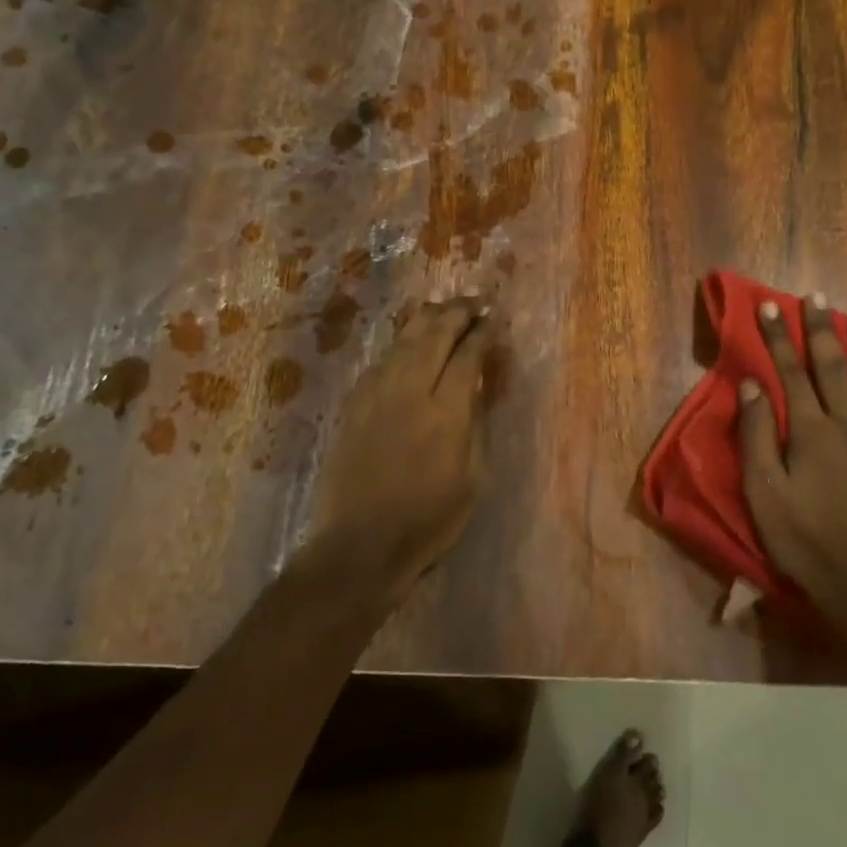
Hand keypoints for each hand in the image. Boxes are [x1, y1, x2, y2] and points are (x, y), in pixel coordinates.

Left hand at [306, 293, 494, 595]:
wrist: (359, 545)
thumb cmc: (429, 521)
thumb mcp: (472, 478)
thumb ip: (475, 426)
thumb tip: (476, 389)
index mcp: (446, 411)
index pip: (467, 355)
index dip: (483, 333)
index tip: (493, 319)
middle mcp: (410, 391)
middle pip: (434, 335)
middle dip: (456, 312)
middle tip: (472, 301)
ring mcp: (376, 395)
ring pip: (403, 341)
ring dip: (426, 320)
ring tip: (442, 310)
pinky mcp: (353, 406)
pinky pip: (380, 361)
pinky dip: (399, 344)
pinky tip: (407, 343)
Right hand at [736, 292, 846, 632]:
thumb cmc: (804, 540)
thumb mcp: (763, 491)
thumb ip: (757, 435)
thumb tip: (752, 385)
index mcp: (810, 432)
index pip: (791, 373)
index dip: (778, 337)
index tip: (769, 305)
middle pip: (833, 370)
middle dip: (821, 331)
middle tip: (816, 298)